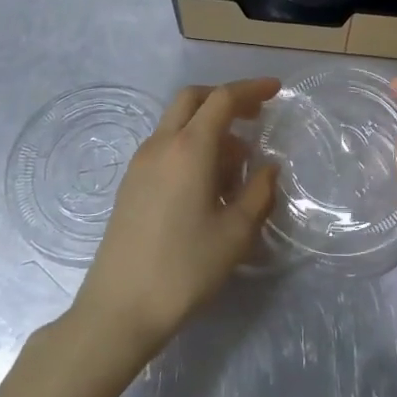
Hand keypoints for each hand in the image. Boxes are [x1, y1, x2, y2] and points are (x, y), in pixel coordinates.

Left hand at [73, 78, 278, 361]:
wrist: (120, 307)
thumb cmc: (185, 268)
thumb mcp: (235, 233)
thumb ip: (258, 192)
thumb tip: (268, 167)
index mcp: (189, 148)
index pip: (222, 99)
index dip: (251, 89)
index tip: (275, 90)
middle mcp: (162, 144)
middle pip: (193, 99)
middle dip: (225, 98)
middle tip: (254, 115)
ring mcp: (141, 162)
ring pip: (177, 123)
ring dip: (208, 126)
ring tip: (237, 162)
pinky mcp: (131, 183)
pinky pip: (166, 146)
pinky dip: (191, 145)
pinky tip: (208, 182)